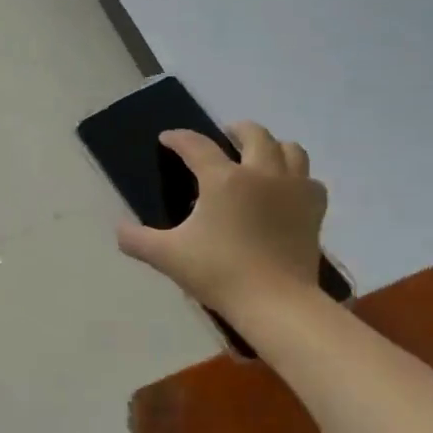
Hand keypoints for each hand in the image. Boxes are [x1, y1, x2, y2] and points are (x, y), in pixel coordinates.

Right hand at [116, 122, 325, 316]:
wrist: (275, 302)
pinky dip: (297, 177)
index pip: (196, 146)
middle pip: (254, 134)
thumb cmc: (218, 273)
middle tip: (224, 136)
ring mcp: (293, 189)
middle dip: (236, 130)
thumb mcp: (167, 256)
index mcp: (223, 179)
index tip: (167, 139)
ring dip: (272, 146)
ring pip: (290, 149)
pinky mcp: (313, 210)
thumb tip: (119, 230)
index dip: (179, 138)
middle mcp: (261, 173)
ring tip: (260, 156)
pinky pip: (309, 180)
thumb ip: (137, 240)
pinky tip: (287, 190)